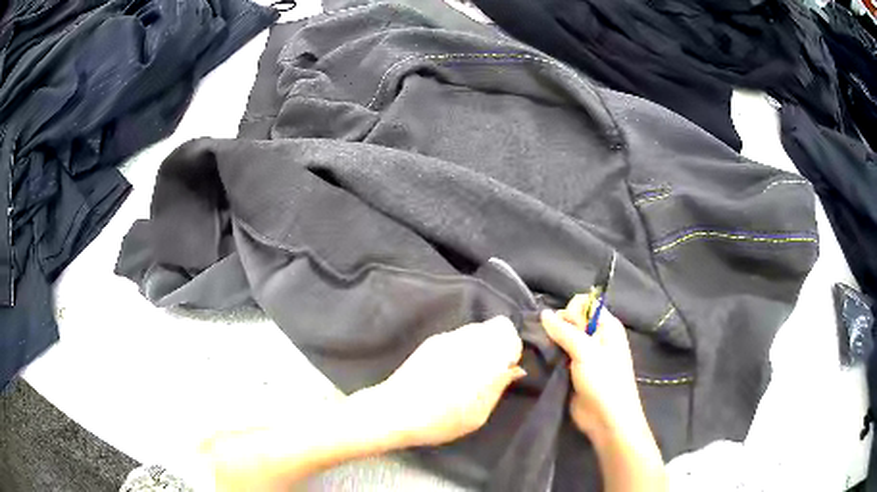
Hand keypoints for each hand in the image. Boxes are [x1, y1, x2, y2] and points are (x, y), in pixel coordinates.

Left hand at [371, 316, 525, 447]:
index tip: (505, 370)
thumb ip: (499, 387)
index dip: (512, 349)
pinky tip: (450, 370)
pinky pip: (457, 337)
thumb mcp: (479, 414)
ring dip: (480, 346)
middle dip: (498, 346)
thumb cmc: (442, 419)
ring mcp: (447, 337)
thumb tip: (515, 369)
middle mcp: (467, 339)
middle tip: (489, 372)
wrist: (394, 411)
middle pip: (494, 327)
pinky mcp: (430, 341)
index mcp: (484, 355)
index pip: (508, 332)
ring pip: (475, 330)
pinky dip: (462, 349)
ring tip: (469, 373)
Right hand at [541, 300, 645, 439]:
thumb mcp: (586, 352)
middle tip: (555, 344)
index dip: (572, 310)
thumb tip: (544, 313)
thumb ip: (564, 331)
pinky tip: (542, 360)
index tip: (566, 326)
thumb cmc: (604, 381)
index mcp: (607, 326)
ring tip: (543, 351)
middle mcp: (596, 337)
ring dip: (552, 343)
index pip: (585, 303)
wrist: (606, 419)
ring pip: (562, 338)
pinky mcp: (573, 371)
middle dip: (559, 327)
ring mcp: (584, 355)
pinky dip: (550, 356)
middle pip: (572, 320)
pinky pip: (558, 356)